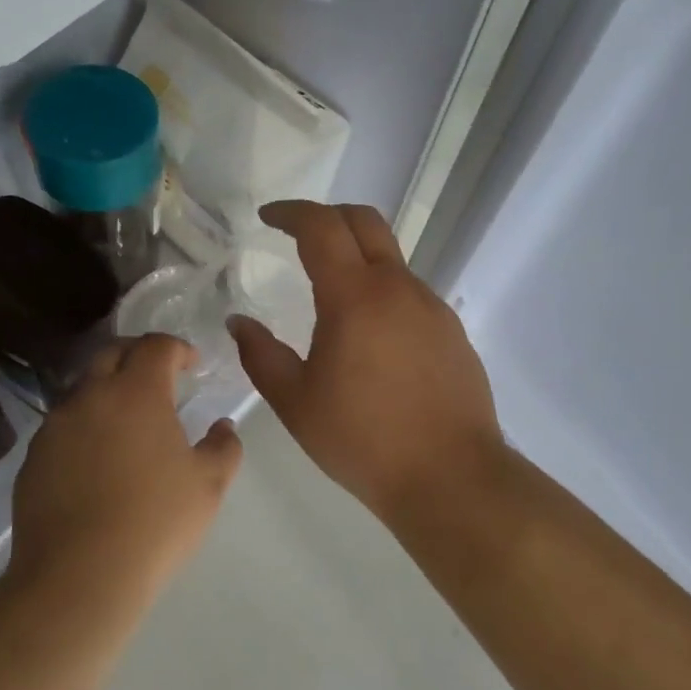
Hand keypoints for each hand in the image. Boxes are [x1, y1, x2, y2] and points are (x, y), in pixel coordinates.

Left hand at [9, 335, 242, 603]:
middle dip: (138, 356)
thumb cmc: (155, 523)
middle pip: (112, 353)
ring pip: (83, 388)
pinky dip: (84, 426)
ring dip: (107, 390)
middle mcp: (91, 396)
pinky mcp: (33, 457)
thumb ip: (223, 446)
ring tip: (126, 420)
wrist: (78, 576)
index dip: (178, 348)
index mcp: (136, 392)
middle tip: (158, 377)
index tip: (192, 364)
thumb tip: (222, 426)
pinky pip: (62, 425)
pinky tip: (96, 460)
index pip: (156, 346)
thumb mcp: (208, 485)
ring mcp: (55, 426)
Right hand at [228, 201, 505, 519]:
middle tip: (298, 234)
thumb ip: (260, 355)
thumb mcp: (296, 402)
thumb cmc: (362, 440)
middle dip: (327, 216)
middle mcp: (398, 288)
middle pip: (365, 221)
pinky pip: (410, 293)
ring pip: (390, 259)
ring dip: (357, 257)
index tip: (268, 217)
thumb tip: (238, 321)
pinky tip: (370, 336)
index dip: (291, 212)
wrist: (450, 477)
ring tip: (331, 295)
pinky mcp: (452, 330)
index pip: (321, 227)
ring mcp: (432, 307)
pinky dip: (382, 291)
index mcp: (355, 297)